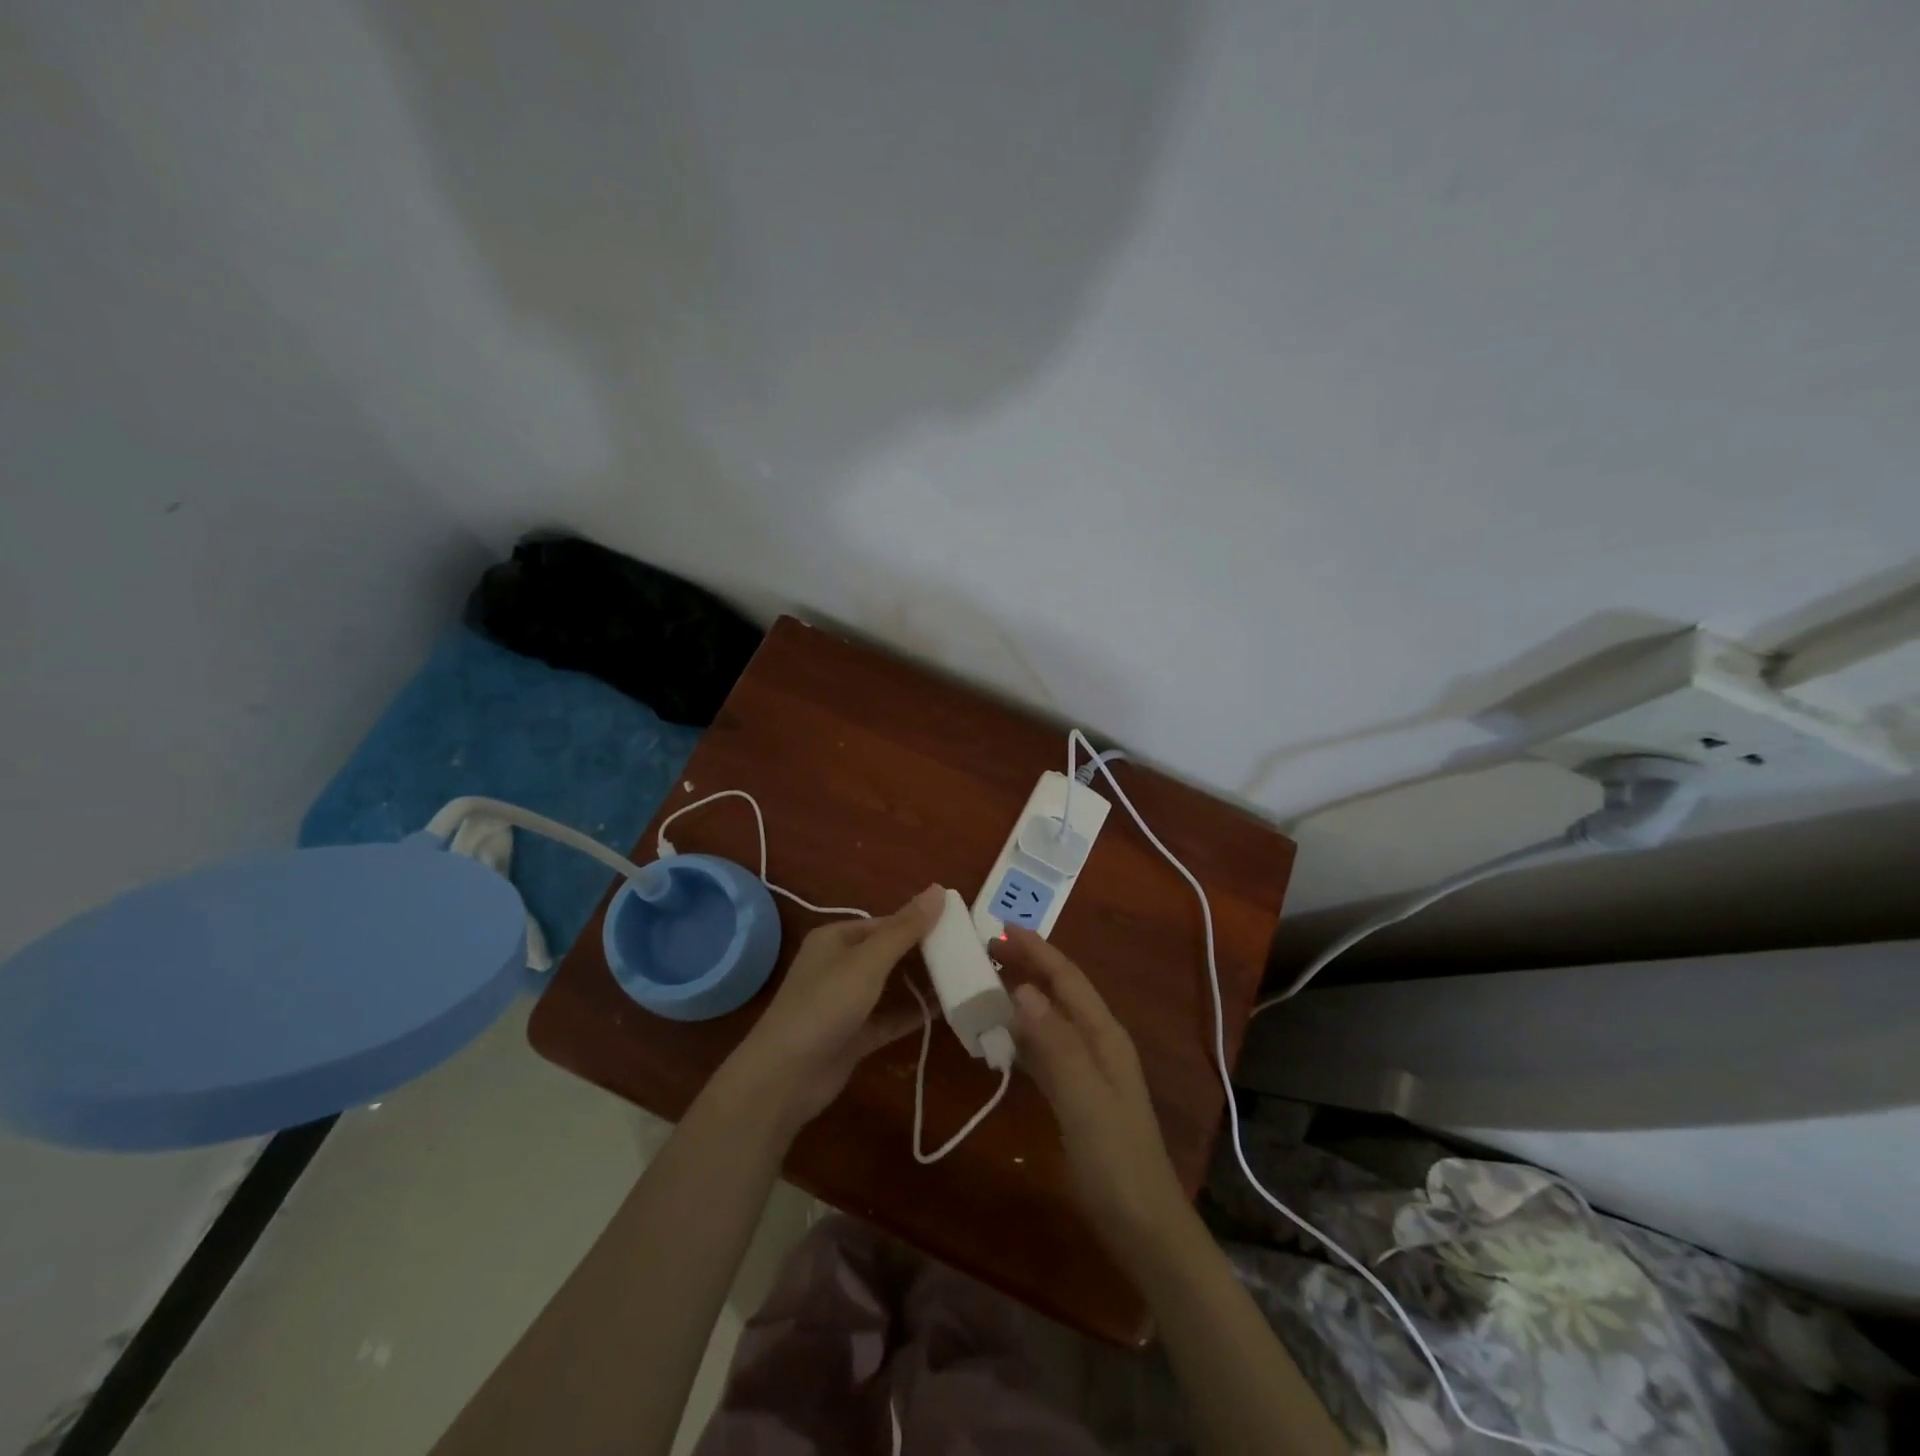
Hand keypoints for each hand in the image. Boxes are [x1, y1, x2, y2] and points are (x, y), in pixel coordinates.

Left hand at [725, 885, 944, 1132]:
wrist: (784, 1077)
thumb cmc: (825, 1005)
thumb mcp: (868, 961)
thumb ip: (905, 928)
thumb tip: (939, 888)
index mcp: (836, 938)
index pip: (885, 923)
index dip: (920, 923)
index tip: (958, 927)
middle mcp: (839, 965)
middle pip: (889, 953)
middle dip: (924, 953)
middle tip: (967, 953)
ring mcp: (846, 1003)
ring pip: (891, 986)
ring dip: (921, 984)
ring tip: (964, 978)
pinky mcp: (854, 1035)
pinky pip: (889, 1017)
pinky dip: (913, 1013)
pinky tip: (946, 1011)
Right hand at [999, 928, 1190, 1260]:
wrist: (1142, 1225)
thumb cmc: (1115, 1158)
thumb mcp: (1084, 1098)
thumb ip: (1055, 1043)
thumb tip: (1023, 989)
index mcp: (1104, 1035)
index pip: (1067, 979)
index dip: (1037, 951)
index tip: (1001, 928)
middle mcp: (1098, 1043)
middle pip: (1059, 992)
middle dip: (1027, 967)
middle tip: (986, 950)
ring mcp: (1088, 1070)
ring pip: (1050, 1019)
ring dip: (1022, 998)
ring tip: (986, 984)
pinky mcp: (1076, 1095)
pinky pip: (1044, 1050)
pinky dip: (1021, 1036)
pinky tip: (1000, 1040)